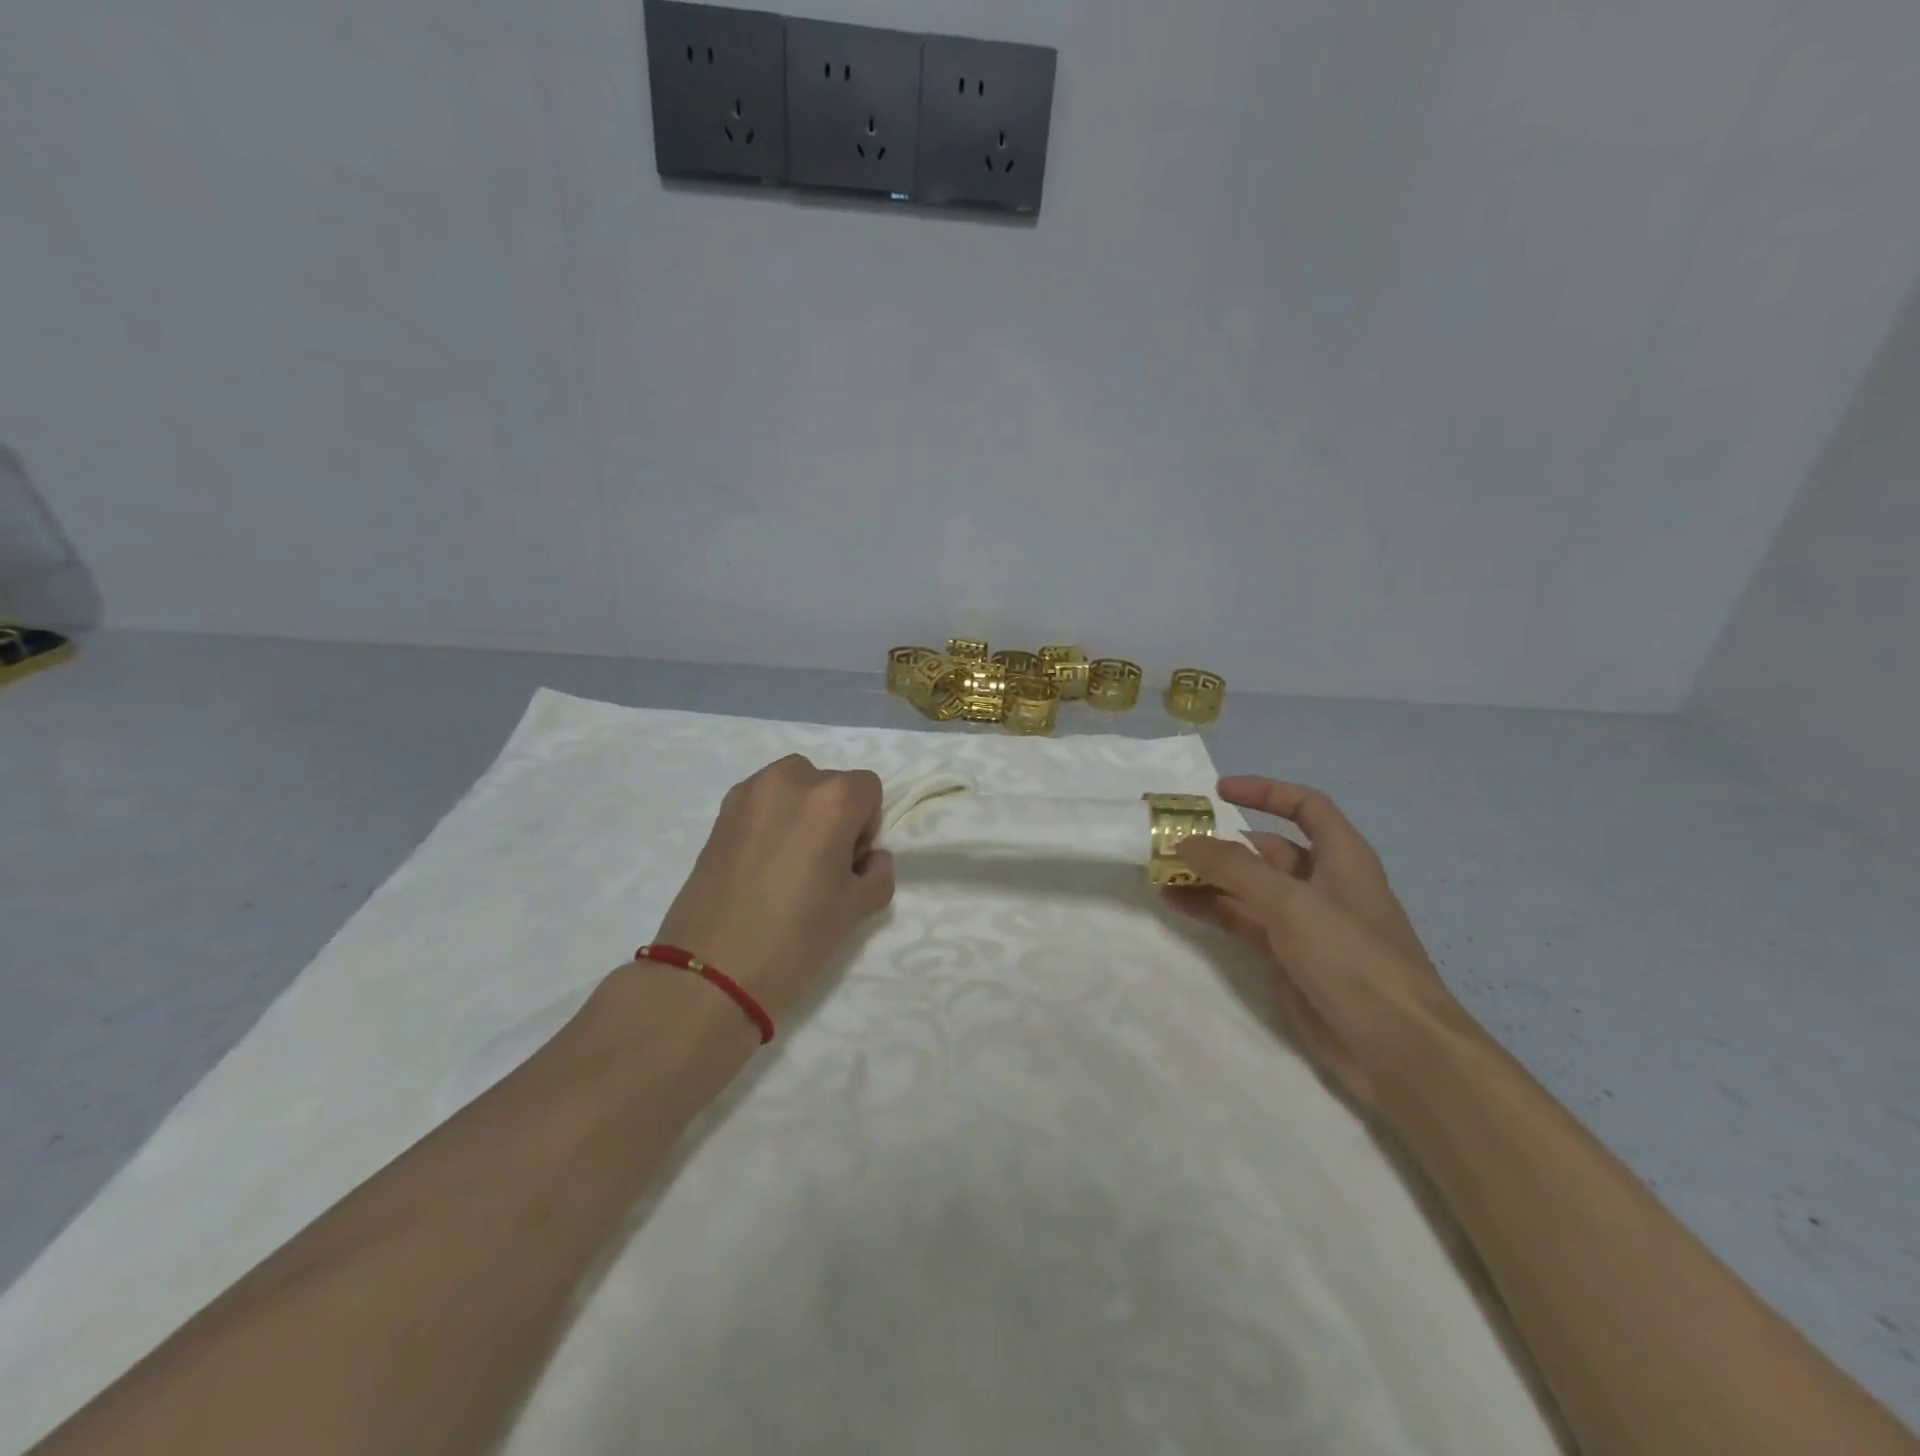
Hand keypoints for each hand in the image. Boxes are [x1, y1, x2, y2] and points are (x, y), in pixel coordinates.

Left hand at [653, 755, 895, 1020]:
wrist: (711, 973)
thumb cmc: (796, 938)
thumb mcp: (857, 908)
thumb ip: (877, 872)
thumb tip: (868, 858)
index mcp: (832, 798)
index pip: (868, 788)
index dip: (867, 824)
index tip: (852, 862)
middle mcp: (791, 780)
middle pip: (829, 782)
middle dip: (834, 815)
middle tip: (823, 864)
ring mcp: (749, 793)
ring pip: (792, 786)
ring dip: (800, 812)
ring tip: (789, 862)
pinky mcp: (720, 814)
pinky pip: (760, 802)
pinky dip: (770, 821)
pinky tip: (761, 866)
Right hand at [1167, 777, 1472, 1105]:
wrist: (1396, 1049)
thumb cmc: (1353, 959)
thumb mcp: (1290, 903)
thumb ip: (1234, 868)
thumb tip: (1184, 841)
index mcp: (1341, 857)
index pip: (1305, 806)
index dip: (1266, 792)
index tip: (1219, 792)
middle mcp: (1322, 884)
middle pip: (1267, 849)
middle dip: (1222, 842)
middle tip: (1171, 840)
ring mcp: (1303, 924)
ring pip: (1248, 888)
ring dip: (1208, 878)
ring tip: (1162, 873)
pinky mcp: (1287, 958)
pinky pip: (1241, 921)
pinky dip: (1211, 910)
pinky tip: (1176, 905)